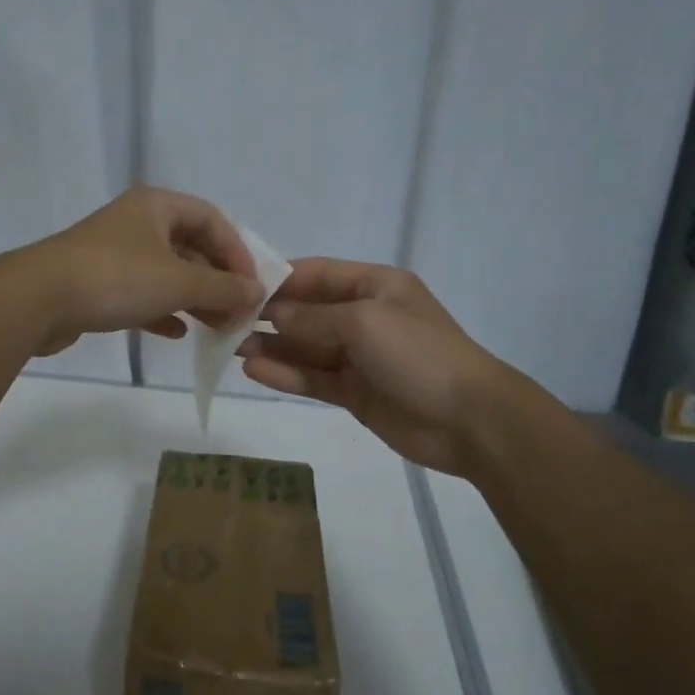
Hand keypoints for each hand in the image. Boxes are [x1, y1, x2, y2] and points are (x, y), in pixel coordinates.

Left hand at [11, 187, 262, 356]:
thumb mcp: (177, 282)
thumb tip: (257, 292)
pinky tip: (178, 334)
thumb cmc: (114, 278)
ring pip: (167, 273)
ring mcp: (115, 254)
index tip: (251, 286)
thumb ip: (222, 288)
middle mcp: (137, 223)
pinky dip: (163, 310)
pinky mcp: (98, 284)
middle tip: (238, 313)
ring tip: (216, 328)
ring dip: (194, 299)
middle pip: (191, 247)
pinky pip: (142, 294)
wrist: (36, 300)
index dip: (237, 251)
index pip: (212, 219)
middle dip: (217, 281)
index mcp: (157, 206)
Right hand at [237, 258, 547, 476]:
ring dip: (272, 347)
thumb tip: (272, 313)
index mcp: (375, 286)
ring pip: (307, 348)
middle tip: (225, 322)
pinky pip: (314, 378)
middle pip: (308, 311)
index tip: (238, 285)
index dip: (279, 279)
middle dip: (269, 315)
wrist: (468, 420)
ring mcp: (359, 357)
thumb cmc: (419, 354)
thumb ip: (313, 318)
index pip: (317, 274)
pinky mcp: (355, 392)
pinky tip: (255, 371)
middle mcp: (364, 316)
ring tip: (231, 347)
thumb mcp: (364, 322)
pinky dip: (287, 374)